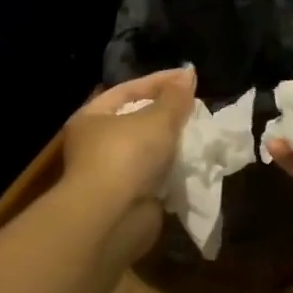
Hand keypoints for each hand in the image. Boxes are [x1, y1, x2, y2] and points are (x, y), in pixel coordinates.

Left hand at [63, 69, 195, 254]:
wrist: (112, 217)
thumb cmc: (127, 155)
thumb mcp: (157, 118)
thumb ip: (175, 97)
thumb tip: (188, 75)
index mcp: (92, 118)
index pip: (128, 90)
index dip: (159, 81)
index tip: (190, 78)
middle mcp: (96, 144)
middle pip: (137, 121)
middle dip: (167, 114)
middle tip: (196, 107)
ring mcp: (111, 174)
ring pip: (148, 151)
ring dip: (172, 143)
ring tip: (201, 132)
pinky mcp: (129, 198)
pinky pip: (156, 176)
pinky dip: (173, 170)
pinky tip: (195, 161)